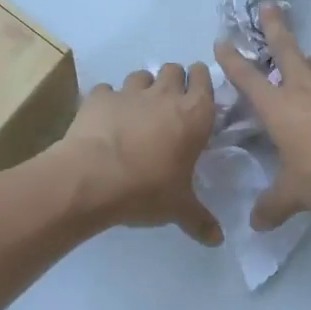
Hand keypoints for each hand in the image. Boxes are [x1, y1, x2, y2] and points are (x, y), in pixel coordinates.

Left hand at [57, 63, 223, 245]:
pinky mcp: (98, 97)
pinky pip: (106, 91)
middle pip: (173, 69)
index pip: (204, 78)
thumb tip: (218, 240)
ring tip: (138, 110)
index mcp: (194, 114)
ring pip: (141, 76)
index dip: (201, 80)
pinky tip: (105, 118)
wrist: (92, 179)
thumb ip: (200, 220)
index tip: (198, 90)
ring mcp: (129, 92)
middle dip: (174, 80)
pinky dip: (108, 100)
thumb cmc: (147, 189)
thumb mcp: (178, 208)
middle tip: (169, 103)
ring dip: (143, 87)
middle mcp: (164, 95)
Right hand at [216, 7, 310, 230]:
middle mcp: (306, 89)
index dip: (232, 60)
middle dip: (275, 27)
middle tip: (268, 7)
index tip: (222, 41)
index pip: (248, 78)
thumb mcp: (295, 194)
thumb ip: (273, 207)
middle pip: (287, 49)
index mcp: (280, 108)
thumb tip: (255, 225)